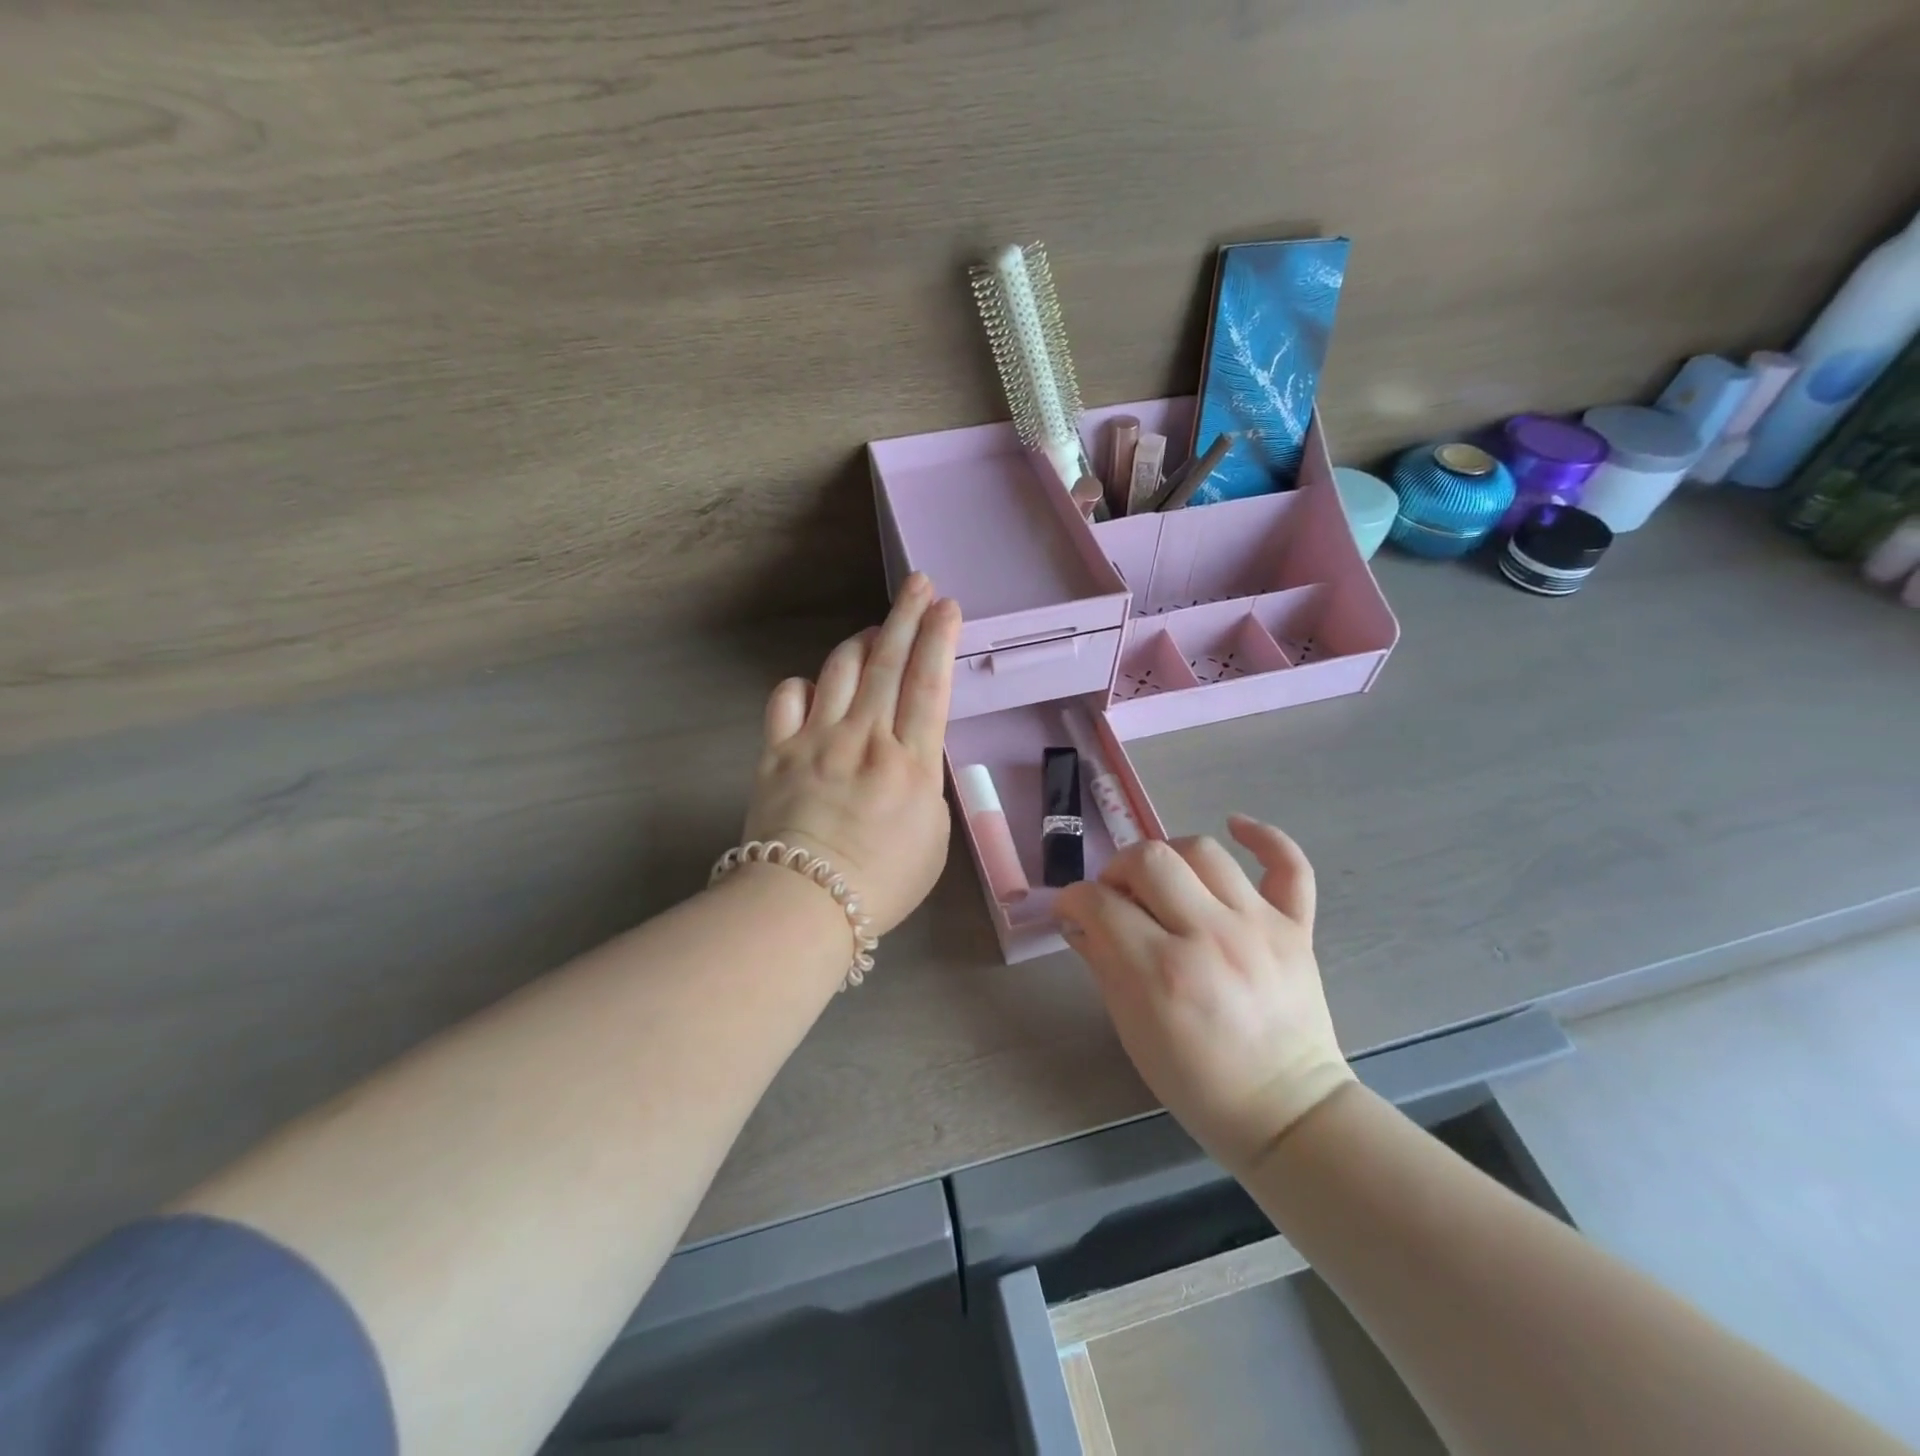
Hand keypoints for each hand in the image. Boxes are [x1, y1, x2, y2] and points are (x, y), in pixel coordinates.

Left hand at [741, 574, 961, 935]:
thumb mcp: (932, 837)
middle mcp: (865, 737)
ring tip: (876, 632)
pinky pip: (788, 697)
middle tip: (918, 584)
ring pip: (840, 669)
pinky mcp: (777, 750)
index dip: (939, 639)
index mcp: (910, 762)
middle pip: (888, 662)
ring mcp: (816, 739)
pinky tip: (816, 688)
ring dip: (861, 642)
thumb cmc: (882, 882)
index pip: (928, 684)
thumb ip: (924, 784)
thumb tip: (910, 754)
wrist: (804, 904)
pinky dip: (804, 685)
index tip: (948, 606)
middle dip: (906, 616)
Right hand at [1056, 816, 1353, 1176]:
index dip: (1074, 898)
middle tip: (1116, 896)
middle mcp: (1209, 937)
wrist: (1286, 1111)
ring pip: (1204, 851)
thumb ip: (1103, 963)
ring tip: (1163, 880)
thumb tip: (1080, 919)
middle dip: (1117, 869)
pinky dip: (1264, 837)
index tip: (1072, 908)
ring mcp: (1258, 927)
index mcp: (1160, 972)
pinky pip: (1289, 865)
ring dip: (1169, 855)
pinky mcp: (1296, 928)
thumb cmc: (1196, 1081)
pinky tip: (1235, 826)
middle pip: (1149, 860)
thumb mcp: (1132, 1030)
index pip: (1100, 902)